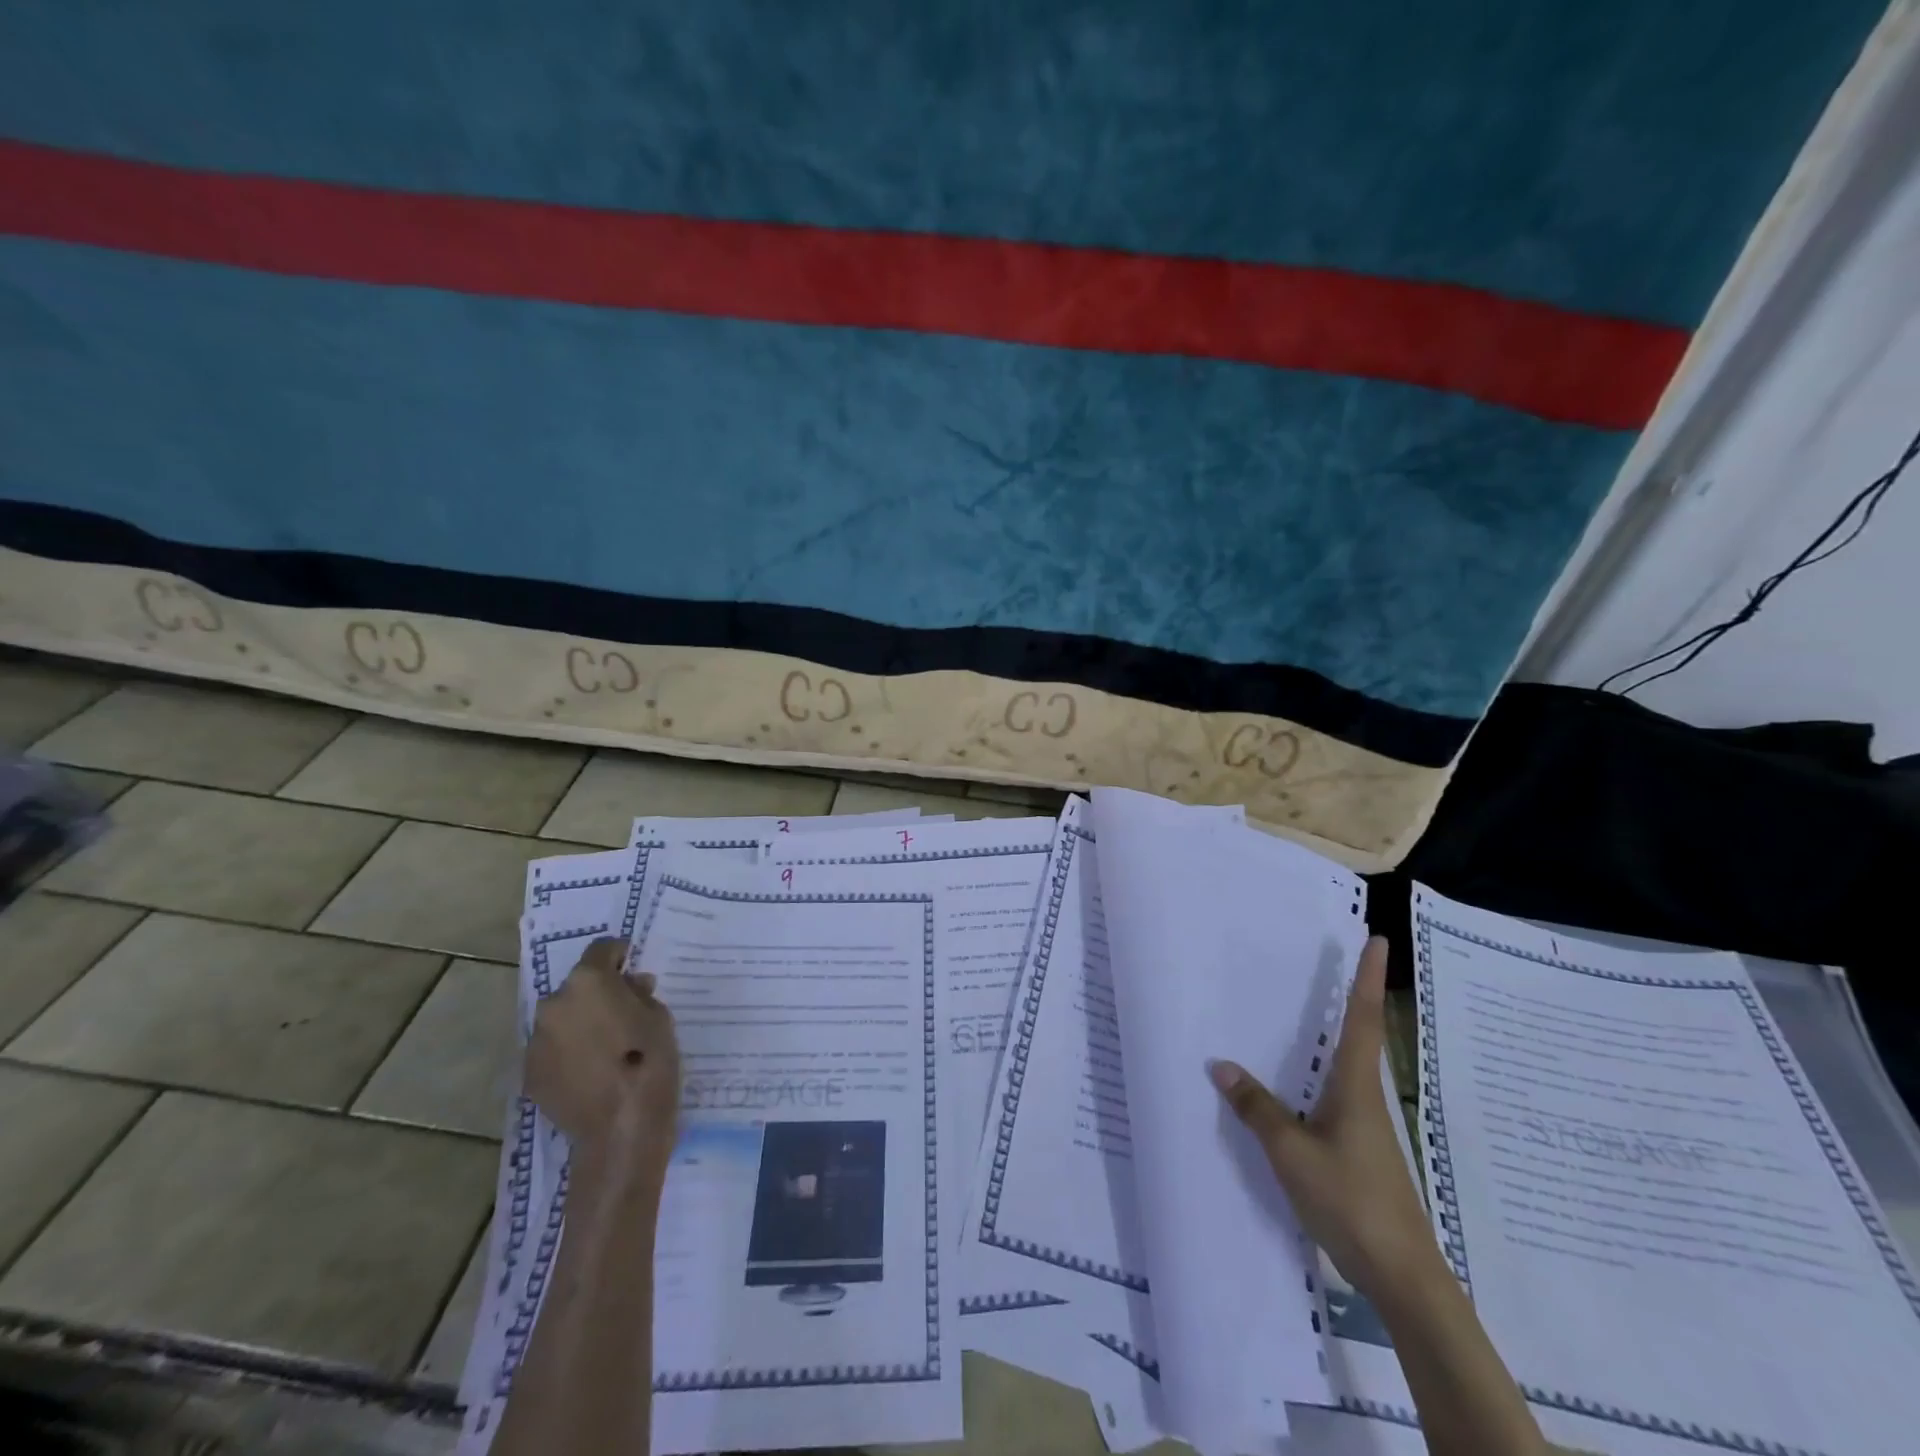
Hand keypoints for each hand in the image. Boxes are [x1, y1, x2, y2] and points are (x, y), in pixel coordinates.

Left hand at [526, 939, 680, 1167]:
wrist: (622, 1127)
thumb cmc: (650, 1061)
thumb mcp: (659, 1016)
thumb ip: (639, 994)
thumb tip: (629, 986)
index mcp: (588, 982)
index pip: (600, 949)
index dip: (618, 954)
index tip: (631, 965)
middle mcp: (554, 1004)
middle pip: (577, 987)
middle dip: (597, 993)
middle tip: (622, 1010)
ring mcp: (536, 1041)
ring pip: (562, 1020)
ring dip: (579, 1023)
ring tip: (604, 1046)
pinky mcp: (529, 1074)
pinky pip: (552, 1051)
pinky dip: (568, 1053)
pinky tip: (590, 1071)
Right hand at [1208, 936, 1438, 1295]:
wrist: (1402, 1276)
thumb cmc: (1351, 1201)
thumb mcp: (1291, 1153)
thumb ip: (1257, 1109)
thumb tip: (1221, 1064)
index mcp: (1356, 1087)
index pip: (1363, 1019)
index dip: (1369, 978)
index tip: (1380, 941)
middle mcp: (1365, 1097)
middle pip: (1358, 1036)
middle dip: (1350, 998)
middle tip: (1331, 963)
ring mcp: (1365, 1126)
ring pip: (1345, 1068)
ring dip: (1332, 1037)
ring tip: (1301, 1014)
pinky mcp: (1360, 1150)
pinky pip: (1334, 1097)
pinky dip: (1317, 1077)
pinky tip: (1294, 1087)